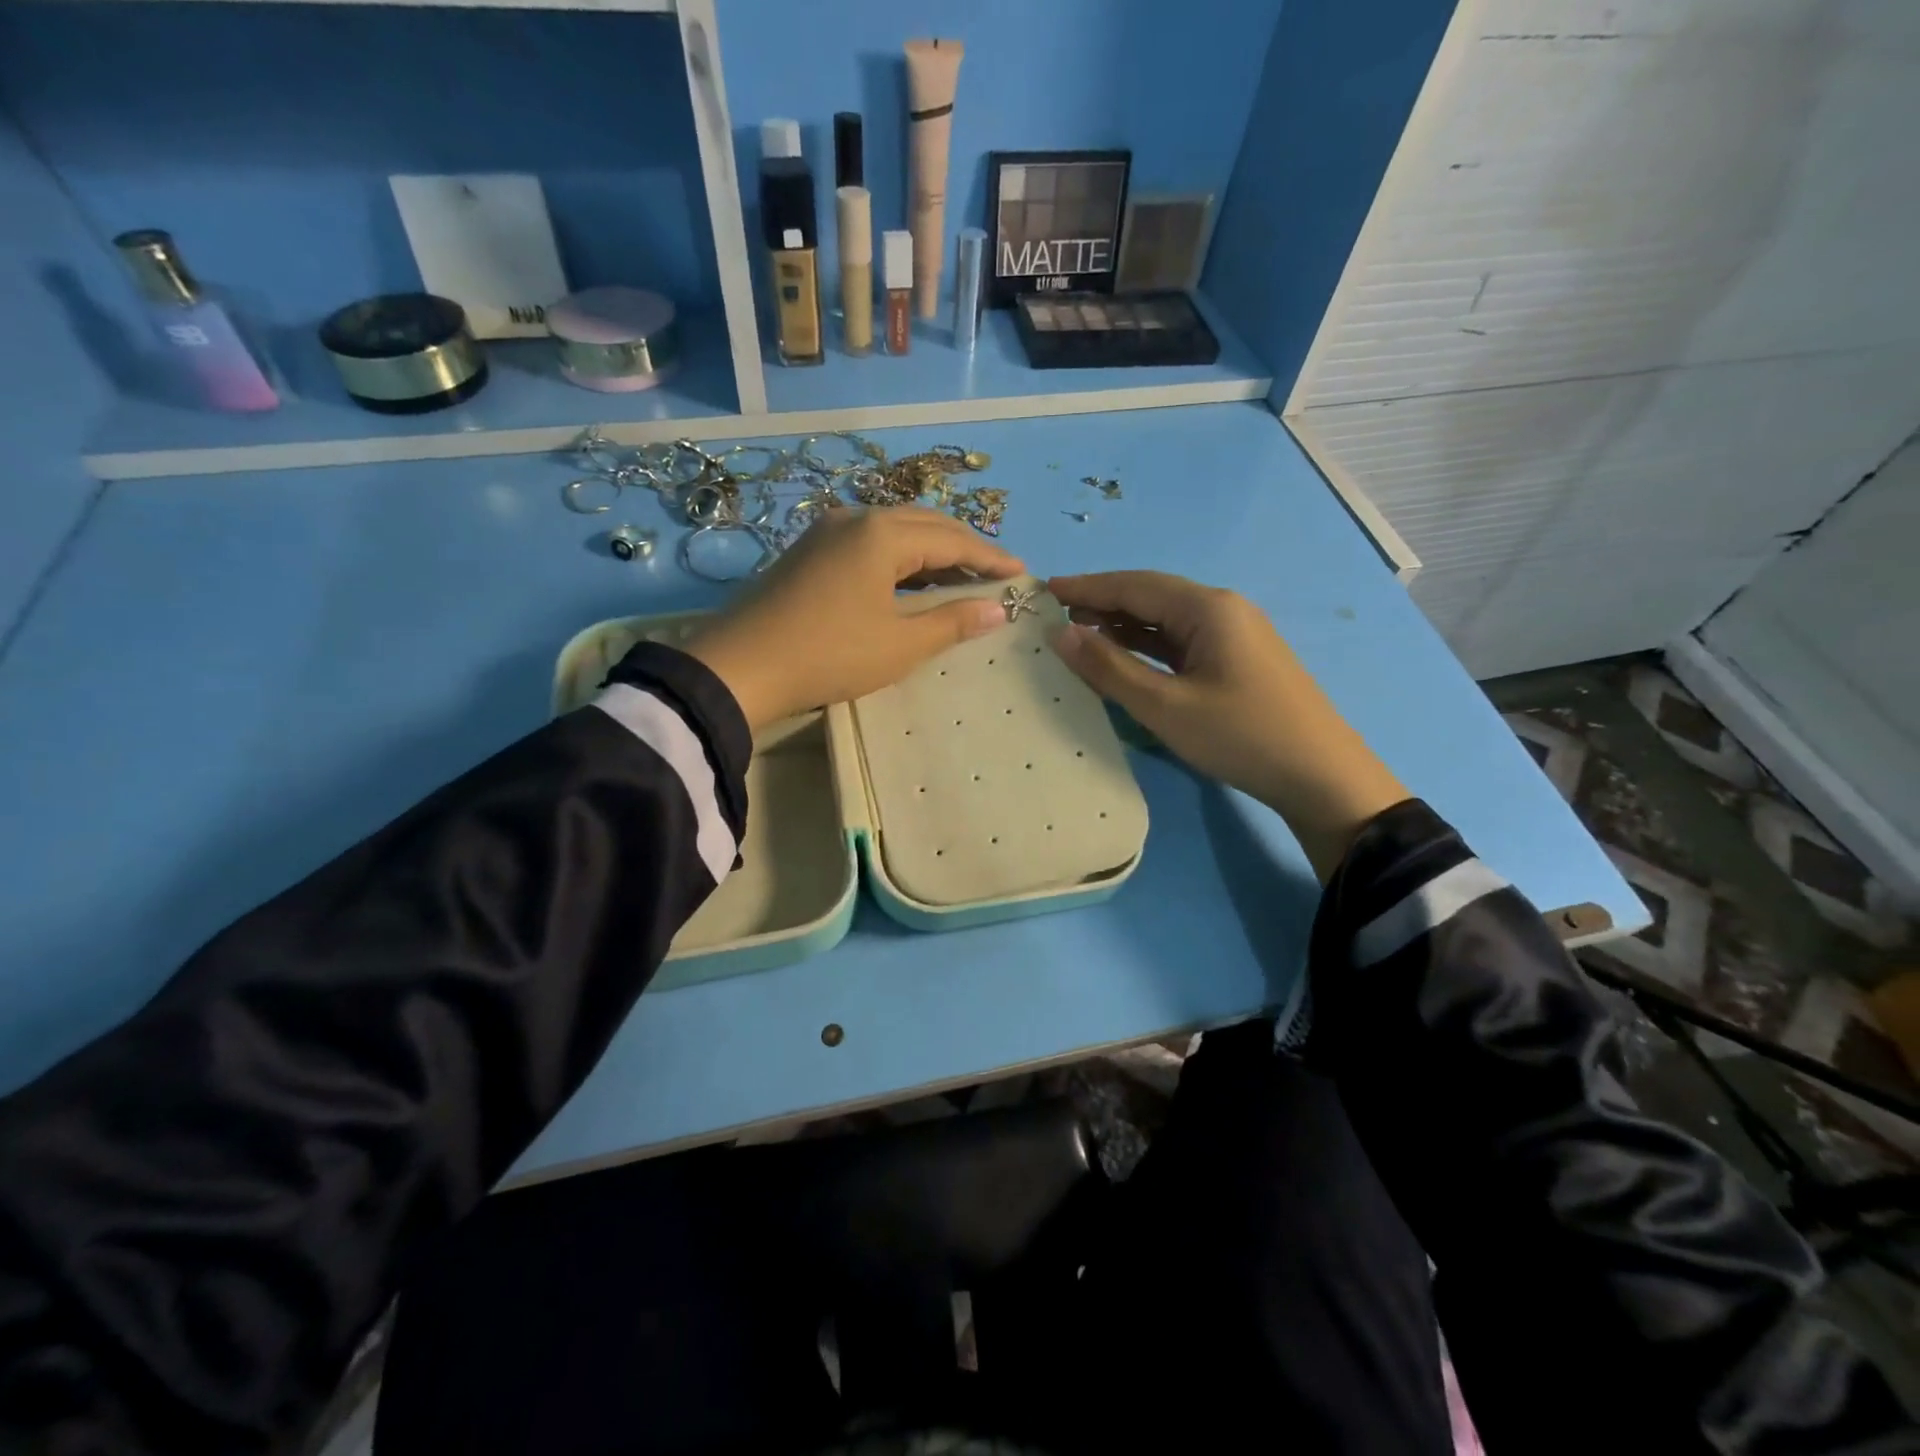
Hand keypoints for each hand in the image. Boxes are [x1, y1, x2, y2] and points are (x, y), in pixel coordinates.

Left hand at [685, 507, 1023, 729]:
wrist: (740, 668)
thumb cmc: (830, 655)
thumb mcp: (900, 644)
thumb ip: (953, 622)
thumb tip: (998, 610)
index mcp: (883, 534)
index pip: (952, 540)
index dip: (990, 558)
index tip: (1021, 574)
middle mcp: (856, 518)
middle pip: (925, 525)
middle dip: (964, 547)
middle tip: (994, 572)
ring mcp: (827, 532)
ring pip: (895, 531)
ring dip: (931, 551)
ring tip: (960, 577)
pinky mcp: (809, 551)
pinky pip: (869, 544)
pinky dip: (900, 559)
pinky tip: (910, 581)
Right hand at [1048, 571, 1408, 881]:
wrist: (1321, 776)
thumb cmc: (1240, 736)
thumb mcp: (1165, 706)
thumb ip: (1110, 668)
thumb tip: (1061, 634)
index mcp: (1208, 608)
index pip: (1134, 585)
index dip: (1087, 587)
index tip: (1044, 590)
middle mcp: (1222, 609)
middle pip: (1151, 596)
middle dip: (1102, 603)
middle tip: (1055, 616)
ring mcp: (1234, 634)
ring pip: (1166, 620)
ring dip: (1123, 625)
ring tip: (1079, 634)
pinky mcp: (1237, 660)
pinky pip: (1181, 641)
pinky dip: (1147, 646)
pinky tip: (1123, 657)